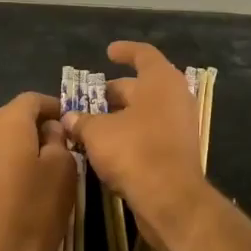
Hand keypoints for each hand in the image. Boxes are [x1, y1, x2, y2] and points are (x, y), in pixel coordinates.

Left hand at [0, 91, 76, 250]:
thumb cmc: (33, 212)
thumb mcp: (63, 172)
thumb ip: (58, 141)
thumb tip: (49, 131)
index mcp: (5, 123)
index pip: (32, 99)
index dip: (54, 107)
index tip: (72, 124)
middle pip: (12, 118)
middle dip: (37, 127)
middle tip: (63, 148)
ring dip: (20, 148)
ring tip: (43, 171)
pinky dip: (6, 167)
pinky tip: (20, 191)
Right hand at [61, 42, 208, 235]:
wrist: (170, 199)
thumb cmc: (135, 152)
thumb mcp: (98, 133)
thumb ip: (82, 121)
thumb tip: (69, 118)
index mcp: (160, 81)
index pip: (143, 55)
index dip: (125, 51)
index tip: (108, 52)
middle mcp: (175, 98)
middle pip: (143, 85)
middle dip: (116, 91)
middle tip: (91, 99)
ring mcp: (180, 125)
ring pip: (147, 111)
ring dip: (122, 115)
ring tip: (94, 123)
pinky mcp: (178, 150)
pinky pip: (152, 132)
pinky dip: (131, 133)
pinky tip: (108, 145)